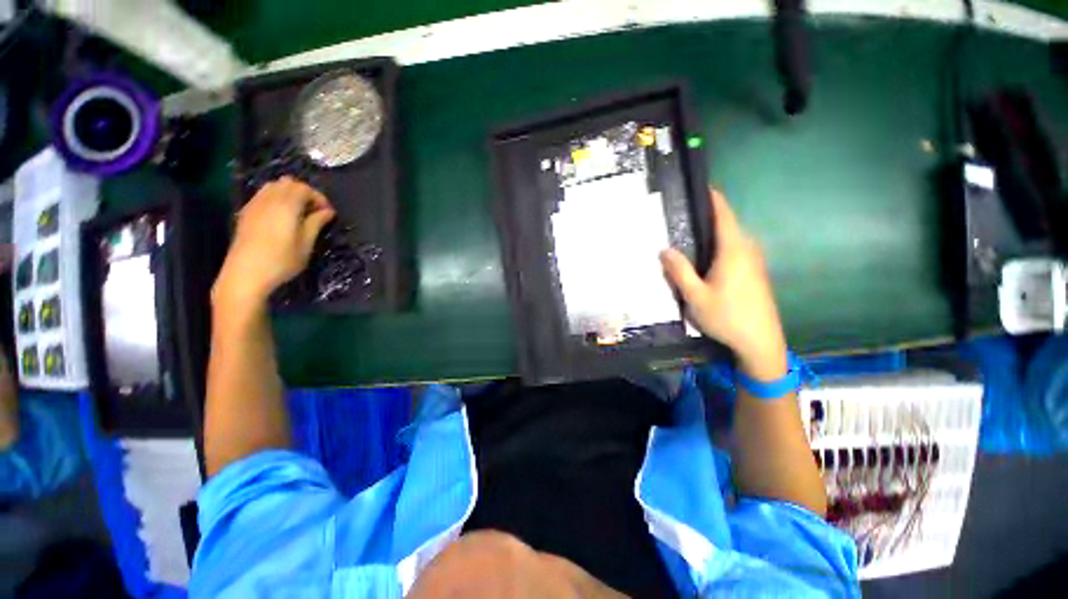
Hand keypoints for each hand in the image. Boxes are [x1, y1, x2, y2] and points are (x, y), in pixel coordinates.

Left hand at [213, 177, 335, 310]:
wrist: (245, 274)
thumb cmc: (281, 261)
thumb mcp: (306, 245)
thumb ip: (316, 224)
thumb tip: (328, 211)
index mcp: (286, 206)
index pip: (304, 188)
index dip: (319, 197)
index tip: (328, 213)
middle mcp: (268, 200)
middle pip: (288, 183)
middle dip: (304, 193)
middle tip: (315, 211)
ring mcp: (254, 205)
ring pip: (273, 186)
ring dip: (289, 194)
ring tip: (299, 212)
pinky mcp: (246, 213)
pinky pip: (262, 195)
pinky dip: (275, 198)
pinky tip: (281, 216)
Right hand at [660, 189, 786, 378]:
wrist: (761, 342)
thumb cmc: (726, 317)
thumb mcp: (695, 296)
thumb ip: (679, 271)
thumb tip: (664, 249)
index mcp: (733, 250)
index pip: (724, 215)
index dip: (713, 198)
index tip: (701, 186)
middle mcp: (747, 250)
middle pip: (728, 224)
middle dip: (709, 215)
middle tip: (683, 215)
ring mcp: (754, 262)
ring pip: (732, 238)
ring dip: (715, 232)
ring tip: (690, 234)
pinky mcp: (755, 274)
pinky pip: (736, 250)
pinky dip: (721, 245)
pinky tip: (705, 258)